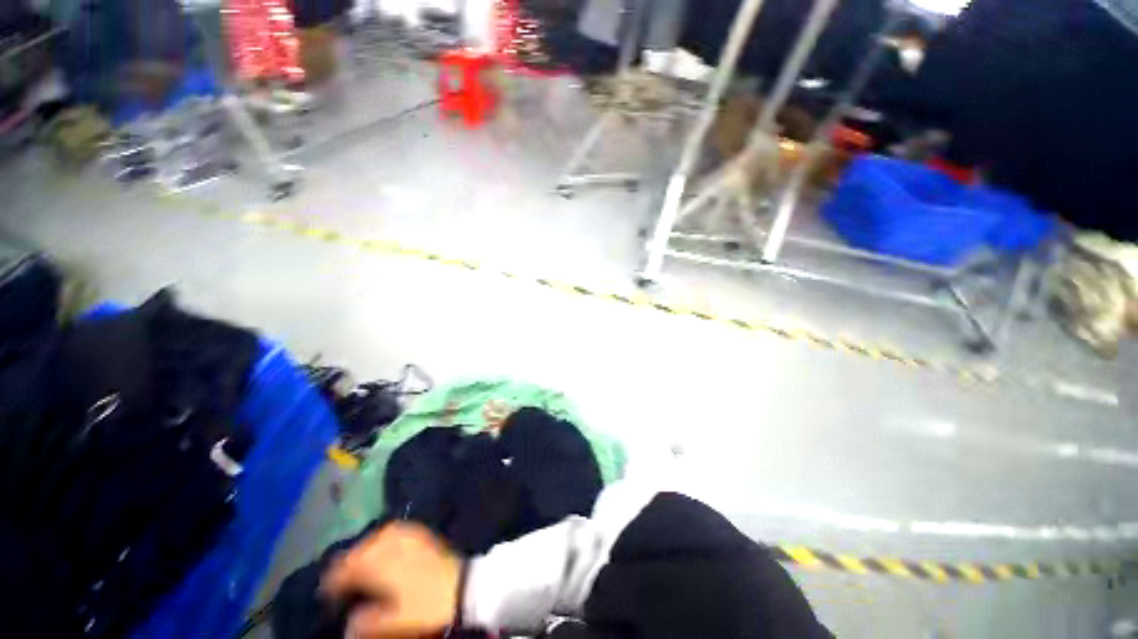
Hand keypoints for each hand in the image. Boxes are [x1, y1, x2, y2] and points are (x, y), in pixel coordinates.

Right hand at [322, 522, 463, 637]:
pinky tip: (386, 552)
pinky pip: (395, 531)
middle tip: (343, 584)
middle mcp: (390, 542)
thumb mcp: (392, 623)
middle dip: (348, 565)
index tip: (327, 597)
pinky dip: (384, 540)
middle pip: (359, 549)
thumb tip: (347, 624)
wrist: (464, 587)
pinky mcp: (422, 534)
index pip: (344, 568)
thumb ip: (364, 624)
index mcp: (377, 562)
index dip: (332, 584)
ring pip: (376, 537)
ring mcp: (408, 534)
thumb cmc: (426, 606)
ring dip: (365, 551)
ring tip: (362, 568)